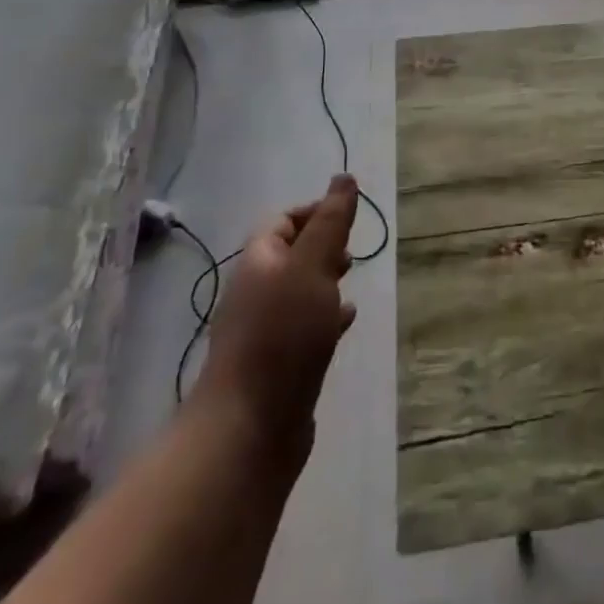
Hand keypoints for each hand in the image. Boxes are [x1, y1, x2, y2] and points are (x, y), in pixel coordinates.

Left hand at [191, 175, 358, 465]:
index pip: (283, 221)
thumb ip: (331, 222)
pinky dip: (325, 315)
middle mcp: (256, 292)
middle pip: (289, 255)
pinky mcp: (275, 364)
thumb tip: (344, 177)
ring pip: (297, 291)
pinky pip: (303, 326)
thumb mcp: (313, 266)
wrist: (250, 426)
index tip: (349, 215)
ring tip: (352, 280)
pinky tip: (345, 321)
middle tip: (352, 249)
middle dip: (321, 245)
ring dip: (324, 280)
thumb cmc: (284, 335)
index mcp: (259, 262)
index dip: (315, 211)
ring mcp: (262, 331)